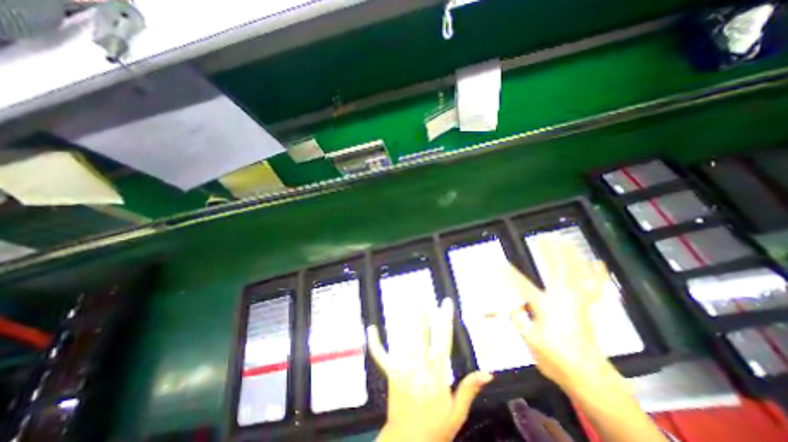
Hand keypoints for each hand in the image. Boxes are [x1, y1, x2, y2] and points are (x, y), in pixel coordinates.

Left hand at [369, 297, 490, 440]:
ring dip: (406, 322)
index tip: (446, 304)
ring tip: (407, 305)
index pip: (443, 339)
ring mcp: (403, 369)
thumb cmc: (435, 428)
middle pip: (422, 335)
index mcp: (437, 373)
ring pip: (404, 340)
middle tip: (423, 301)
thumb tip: (487, 372)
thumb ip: (469, 388)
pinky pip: (381, 356)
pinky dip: (376, 343)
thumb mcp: (457, 412)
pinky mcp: (391, 374)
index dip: (445, 319)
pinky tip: (371, 329)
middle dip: (423, 317)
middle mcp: (419, 366)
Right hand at [509, 238, 624, 390]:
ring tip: (566, 241)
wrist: (587, 376)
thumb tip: (512, 305)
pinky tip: (598, 262)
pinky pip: (596, 288)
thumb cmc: (555, 358)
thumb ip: (518, 319)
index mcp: (546, 305)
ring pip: (578, 273)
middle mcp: (564, 298)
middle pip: (557, 269)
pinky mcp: (588, 307)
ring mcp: (579, 302)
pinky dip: (598, 274)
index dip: (507, 272)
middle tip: (543, 238)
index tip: (497, 261)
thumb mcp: (529, 340)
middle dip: (549, 252)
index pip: (521, 284)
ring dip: (572, 255)